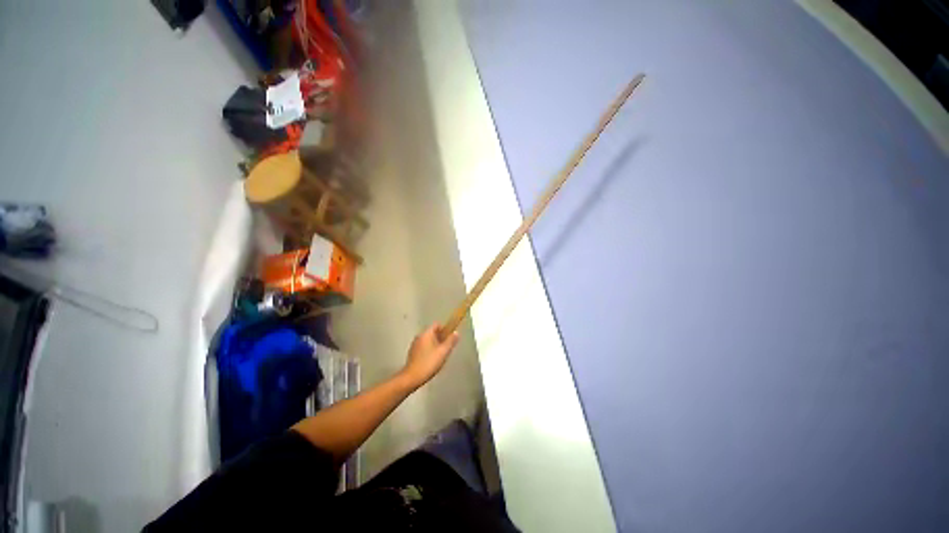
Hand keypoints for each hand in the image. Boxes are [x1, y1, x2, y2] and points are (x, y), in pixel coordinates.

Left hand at [401, 324, 458, 388]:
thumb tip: (456, 333)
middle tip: (447, 348)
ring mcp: (414, 345)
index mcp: (426, 333)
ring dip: (435, 345)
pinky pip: (423, 347)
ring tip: (440, 356)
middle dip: (441, 338)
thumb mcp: (443, 352)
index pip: (437, 324)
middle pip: (433, 332)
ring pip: (428, 340)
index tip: (450, 337)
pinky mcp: (412, 353)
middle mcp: (419, 336)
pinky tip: (432, 361)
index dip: (445, 329)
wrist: (412, 378)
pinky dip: (429, 350)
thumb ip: (451, 341)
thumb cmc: (429, 363)